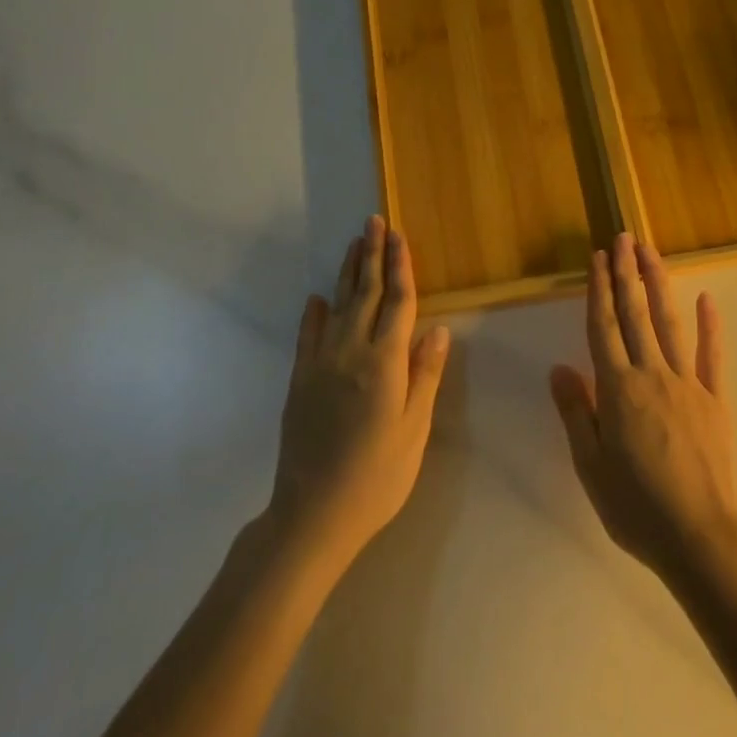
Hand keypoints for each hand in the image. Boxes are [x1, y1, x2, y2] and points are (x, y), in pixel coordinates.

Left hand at [268, 216, 450, 569]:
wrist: (312, 514)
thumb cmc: (377, 476)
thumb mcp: (414, 429)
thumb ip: (424, 374)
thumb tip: (437, 328)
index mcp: (384, 362)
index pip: (397, 302)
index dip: (400, 266)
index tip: (400, 236)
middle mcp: (351, 352)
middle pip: (365, 293)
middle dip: (372, 255)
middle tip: (374, 221)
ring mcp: (321, 364)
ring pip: (337, 306)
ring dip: (346, 273)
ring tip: (354, 243)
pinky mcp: (299, 381)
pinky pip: (308, 337)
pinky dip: (313, 314)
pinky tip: (316, 299)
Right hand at [549, 232, 736, 582]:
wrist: (700, 536)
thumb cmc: (636, 507)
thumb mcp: (590, 466)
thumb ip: (576, 412)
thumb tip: (559, 368)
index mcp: (618, 389)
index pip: (603, 327)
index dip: (599, 290)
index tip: (598, 258)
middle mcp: (651, 374)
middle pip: (635, 314)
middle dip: (627, 273)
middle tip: (624, 237)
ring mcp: (687, 383)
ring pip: (669, 323)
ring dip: (659, 284)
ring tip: (651, 253)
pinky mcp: (715, 399)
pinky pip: (712, 355)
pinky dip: (710, 325)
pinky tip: (706, 298)